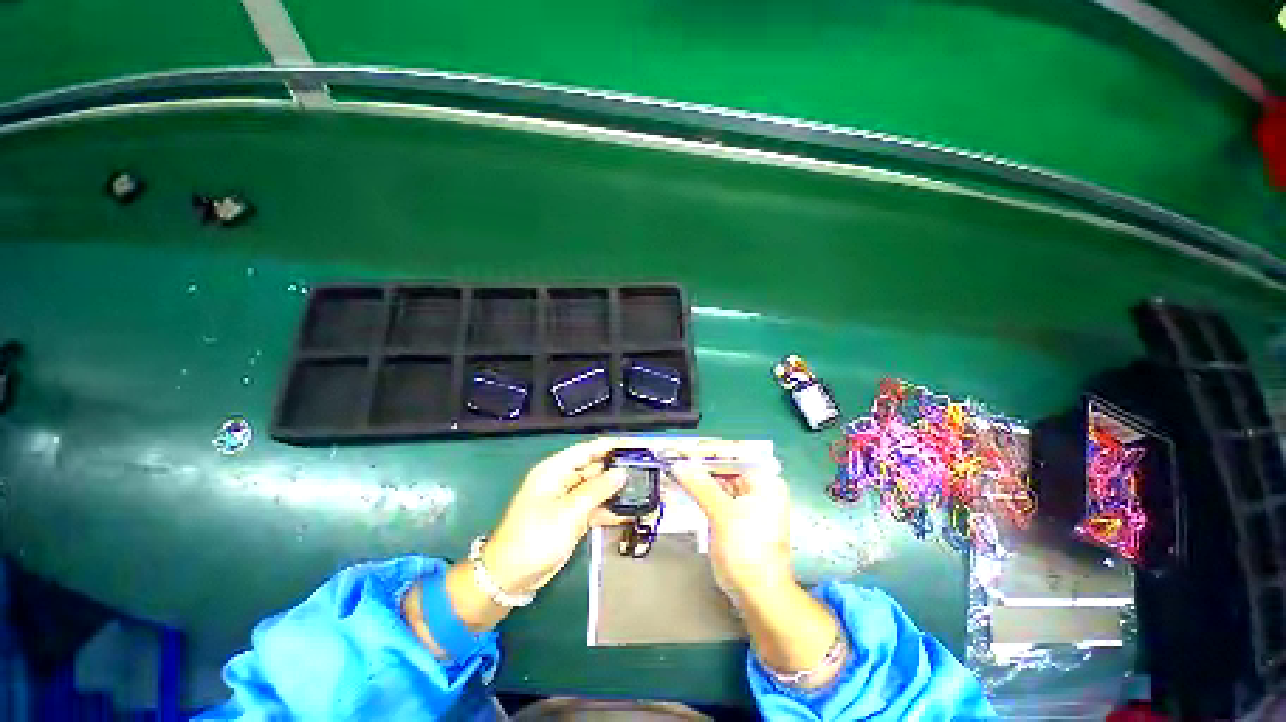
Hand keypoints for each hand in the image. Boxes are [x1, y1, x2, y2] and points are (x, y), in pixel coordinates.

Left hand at [416, 439, 627, 645]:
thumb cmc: (534, 537)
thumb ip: (597, 490)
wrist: (510, 577)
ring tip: (644, 488)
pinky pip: (595, 507)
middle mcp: (563, 480)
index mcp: (555, 470)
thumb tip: (621, 473)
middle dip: (618, 468)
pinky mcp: (572, 518)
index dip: (611, 445)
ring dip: (616, 489)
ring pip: (597, 488)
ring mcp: (568, 500)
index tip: (635, 444)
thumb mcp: (568, 512)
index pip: (587, 450)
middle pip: (595, 468)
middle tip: (646, 468)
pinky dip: (610, 509)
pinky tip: (630, 511)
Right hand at [672, 455, 845, 687]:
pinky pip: (719, 497)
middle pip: (726, 468)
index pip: (732, 456)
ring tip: (675, 468)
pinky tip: (685, 486)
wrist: (758, 595)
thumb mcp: (721, 513)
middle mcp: (760, 488)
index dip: (706, 452)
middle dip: (700, 464)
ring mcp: (750, 503)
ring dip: (699, 478)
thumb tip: (679, 465)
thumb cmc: (746, 551)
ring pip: (720, 483)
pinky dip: (703, 492)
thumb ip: (700, 485)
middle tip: (674, 457)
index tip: (681, 449)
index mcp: (764, 481)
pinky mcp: (739, 518)